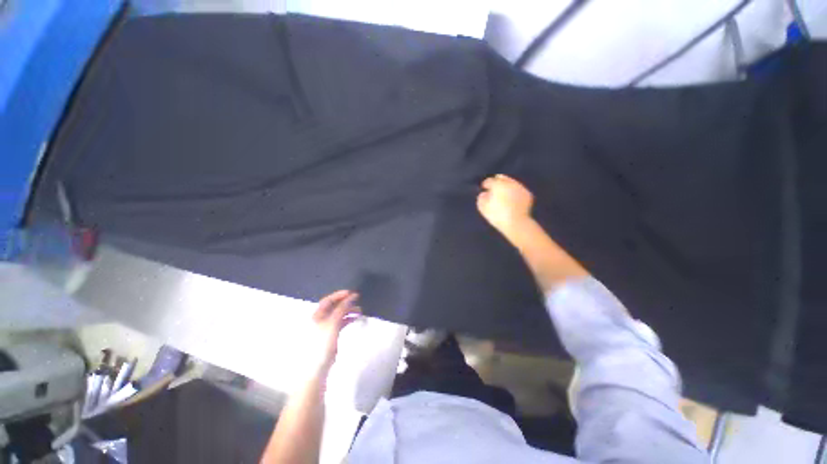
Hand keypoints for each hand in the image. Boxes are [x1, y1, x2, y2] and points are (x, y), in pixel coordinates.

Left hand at [309, 290, 361, 374]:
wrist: (318, 366)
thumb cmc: (322, 342)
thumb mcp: (333, 322)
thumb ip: (342, 308)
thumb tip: (351, 296)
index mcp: (317, 315)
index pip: (328, 300)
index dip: (339, 295)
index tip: (351, 293)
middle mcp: (320, 319)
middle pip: (334, 306)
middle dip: (346, 302)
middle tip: (357, 300)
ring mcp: (326, 327)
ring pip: (339, 314)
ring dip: (349, 310)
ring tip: (359, 310)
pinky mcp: (331, 335)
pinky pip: (341, 322)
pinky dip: (348, 318)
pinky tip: (355, 318)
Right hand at [477, 174, 534, 237]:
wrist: (516, 223)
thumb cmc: (497, 215)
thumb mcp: (483, 208)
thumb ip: (481, 198)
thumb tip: (484, 194)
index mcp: (498, 185)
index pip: (490, 180)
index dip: (485, 184)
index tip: (483, 187)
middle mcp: (510, 183)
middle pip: (502, 178)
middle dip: (497, 181)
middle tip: (493, 188)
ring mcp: (520, 188)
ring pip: (511, 183)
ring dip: (506, 186)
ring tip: (503, 194)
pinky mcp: (527, 194)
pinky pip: (518, 190)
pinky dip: (514, 192)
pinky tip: (512, 199)